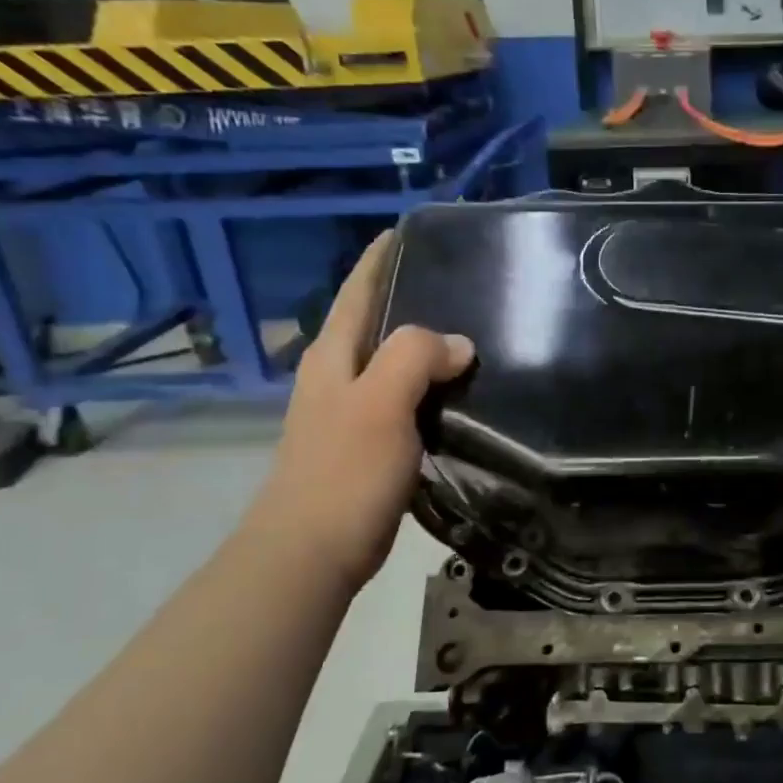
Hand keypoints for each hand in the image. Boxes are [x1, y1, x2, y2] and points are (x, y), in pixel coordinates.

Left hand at [240, 231, 473, 590]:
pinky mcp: (366, 445)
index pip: (357, 292)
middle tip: (460, 281)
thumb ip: (414, 357)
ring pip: (390, 362)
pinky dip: (429, 386)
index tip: (408, 232)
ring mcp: (348, 413)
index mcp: (333, 357)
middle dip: (407, 296)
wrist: (311, 551)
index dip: (379, 260)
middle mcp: (336, 377)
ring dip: (423, 345)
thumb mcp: (380, 402)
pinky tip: (457, 392)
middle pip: (373, 322)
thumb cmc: (344, 471)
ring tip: (470, 332)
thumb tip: (459, 344)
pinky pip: (403, 398)